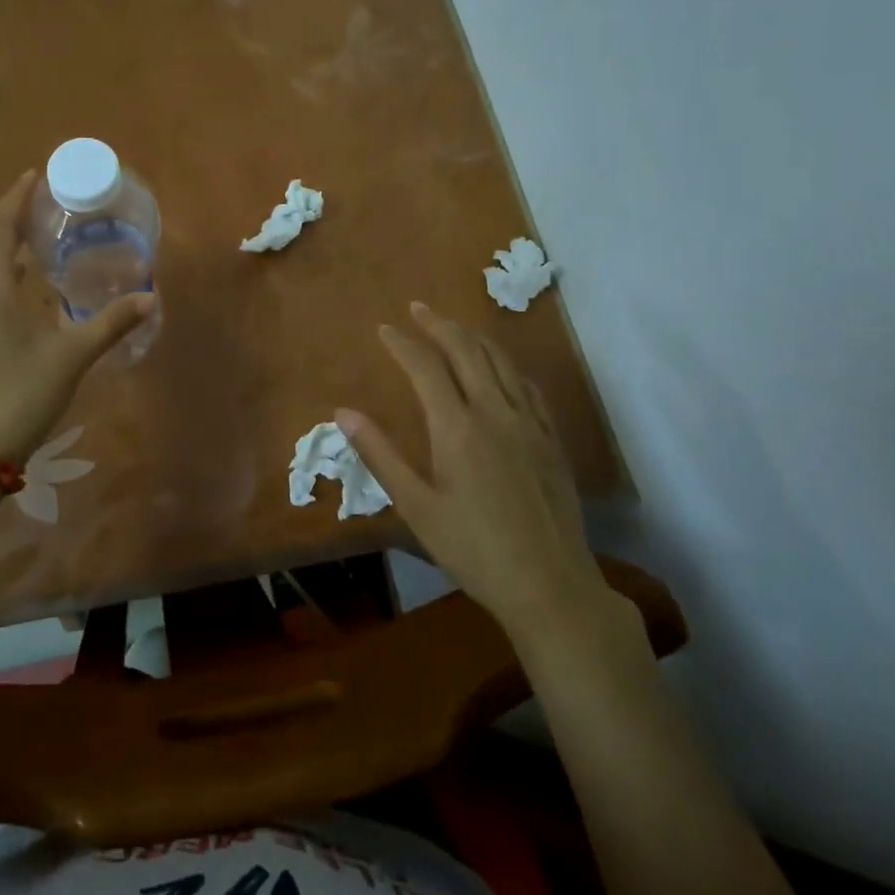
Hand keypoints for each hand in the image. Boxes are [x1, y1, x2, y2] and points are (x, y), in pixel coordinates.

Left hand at [0, 171, 155, 466]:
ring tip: (40, 236)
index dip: (15, 199)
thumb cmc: (18, 395)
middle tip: (47, 203)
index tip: (35, 176)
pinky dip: (4, 272)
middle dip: (13, 218)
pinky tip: (28, 284)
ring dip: (6, 245)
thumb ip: (110, 324)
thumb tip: (150, 297)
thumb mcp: (70, 357)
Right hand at [337, 302, 623, 635]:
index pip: (426, 368)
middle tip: (418, 308)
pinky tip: (501, 368)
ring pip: (500, 362)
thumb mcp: (416, 507)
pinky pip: (527, 386)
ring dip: (474, 338)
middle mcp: (494, 413)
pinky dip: (507, 365)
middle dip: (439, 326)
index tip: (385, 329)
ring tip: (454, 327)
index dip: (403, 344)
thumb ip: (380, 455)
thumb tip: (343, 413)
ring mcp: (528, 424)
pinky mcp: (550, 440)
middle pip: (466, 352)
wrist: (550, 586)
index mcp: (457, 427)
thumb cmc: (473, 549)